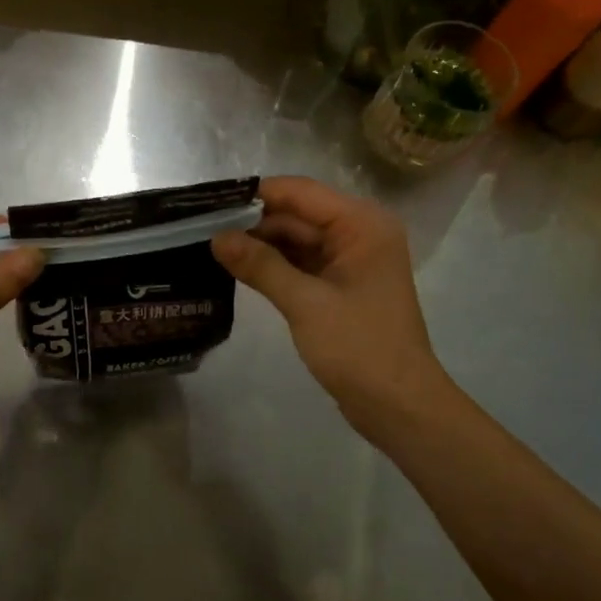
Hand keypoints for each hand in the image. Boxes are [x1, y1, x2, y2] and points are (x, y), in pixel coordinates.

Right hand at [212, 176, 451, 444]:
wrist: (399, 407)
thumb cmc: (360, 348)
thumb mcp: (305, 303)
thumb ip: (260, 265)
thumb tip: (216, 237)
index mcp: (362, 225)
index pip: (301, 193)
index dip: (256, 196)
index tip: (211, 203)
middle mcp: (359, 233)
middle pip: (297, 215)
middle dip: (253, 223)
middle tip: (202, 230)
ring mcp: (350, 260)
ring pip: (296, 239)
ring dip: (260, 245)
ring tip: (211, 247)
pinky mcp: (340, 285)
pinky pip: (301, 262)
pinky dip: (273, 265)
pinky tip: (238, 268)